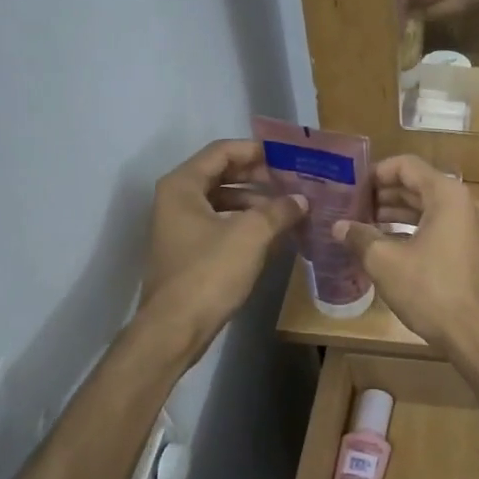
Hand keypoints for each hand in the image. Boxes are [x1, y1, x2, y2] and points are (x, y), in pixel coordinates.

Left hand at [140, 140, 304, 358]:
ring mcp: (181, 228)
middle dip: (260, 177)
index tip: (288, 157)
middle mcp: (177, 200)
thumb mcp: (251, 235)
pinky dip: (247, 225)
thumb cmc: (209, 272)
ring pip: (224, 202)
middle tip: (295, 182)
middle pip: (223, 175)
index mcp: (183, 186)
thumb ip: (279, 210)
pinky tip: (275, 235)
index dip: (256, 151)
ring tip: (291, 209)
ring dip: (257, 203)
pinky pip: (222, 226)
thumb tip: (302, 200)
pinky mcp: (190, 253)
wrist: (176, 328)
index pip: (222, 151)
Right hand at [333, 155, 478, 353]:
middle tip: (352, 207)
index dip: (375, 173)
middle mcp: (465, 204)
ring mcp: (473, 228)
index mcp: (447, 195)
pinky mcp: (473, 251)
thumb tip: (339, 227)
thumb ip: (360, 238)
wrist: (476, 333)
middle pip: (419, 186)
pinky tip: (388, 247)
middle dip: (384, 195)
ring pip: (429, 209)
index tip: (351, 188)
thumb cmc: (431, 290)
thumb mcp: (386, 262)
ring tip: (364, 227)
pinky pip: (440, 229)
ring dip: (397, 215)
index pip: (407, 166)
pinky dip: (414, 231)